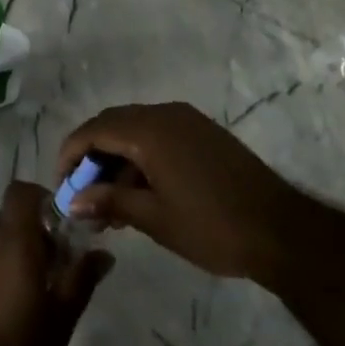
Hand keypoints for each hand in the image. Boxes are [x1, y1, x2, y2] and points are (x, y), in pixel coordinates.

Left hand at [0, 182, 112, 345]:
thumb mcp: (61, 319)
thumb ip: (81, 280)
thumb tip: (104, 253)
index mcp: (14, 242)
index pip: (20, 192)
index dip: (43, 199)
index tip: (64, 225)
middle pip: (13, 216)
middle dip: (39, 230)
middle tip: (63, 262)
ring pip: (1, 240)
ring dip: (23, 252)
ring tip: (46, 290)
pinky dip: (6, 270)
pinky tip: (20, 307)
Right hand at [57, 102, 297, 281]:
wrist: (282, 231)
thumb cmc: (213, 226)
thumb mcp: (155, 219)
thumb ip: (110, 202)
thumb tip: (73, 201)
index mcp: (149, 130)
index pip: (94, 130)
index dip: (71, 154)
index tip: (61, 186)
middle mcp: (165, 114)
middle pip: (113, 125)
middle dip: (92, 158)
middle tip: (83, 196)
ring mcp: (187, 121)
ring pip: (136, 131)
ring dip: (117, 160)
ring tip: (111, 205)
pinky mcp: (203, 133)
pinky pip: (158, 135)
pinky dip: (141, 158)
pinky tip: (141, 193)